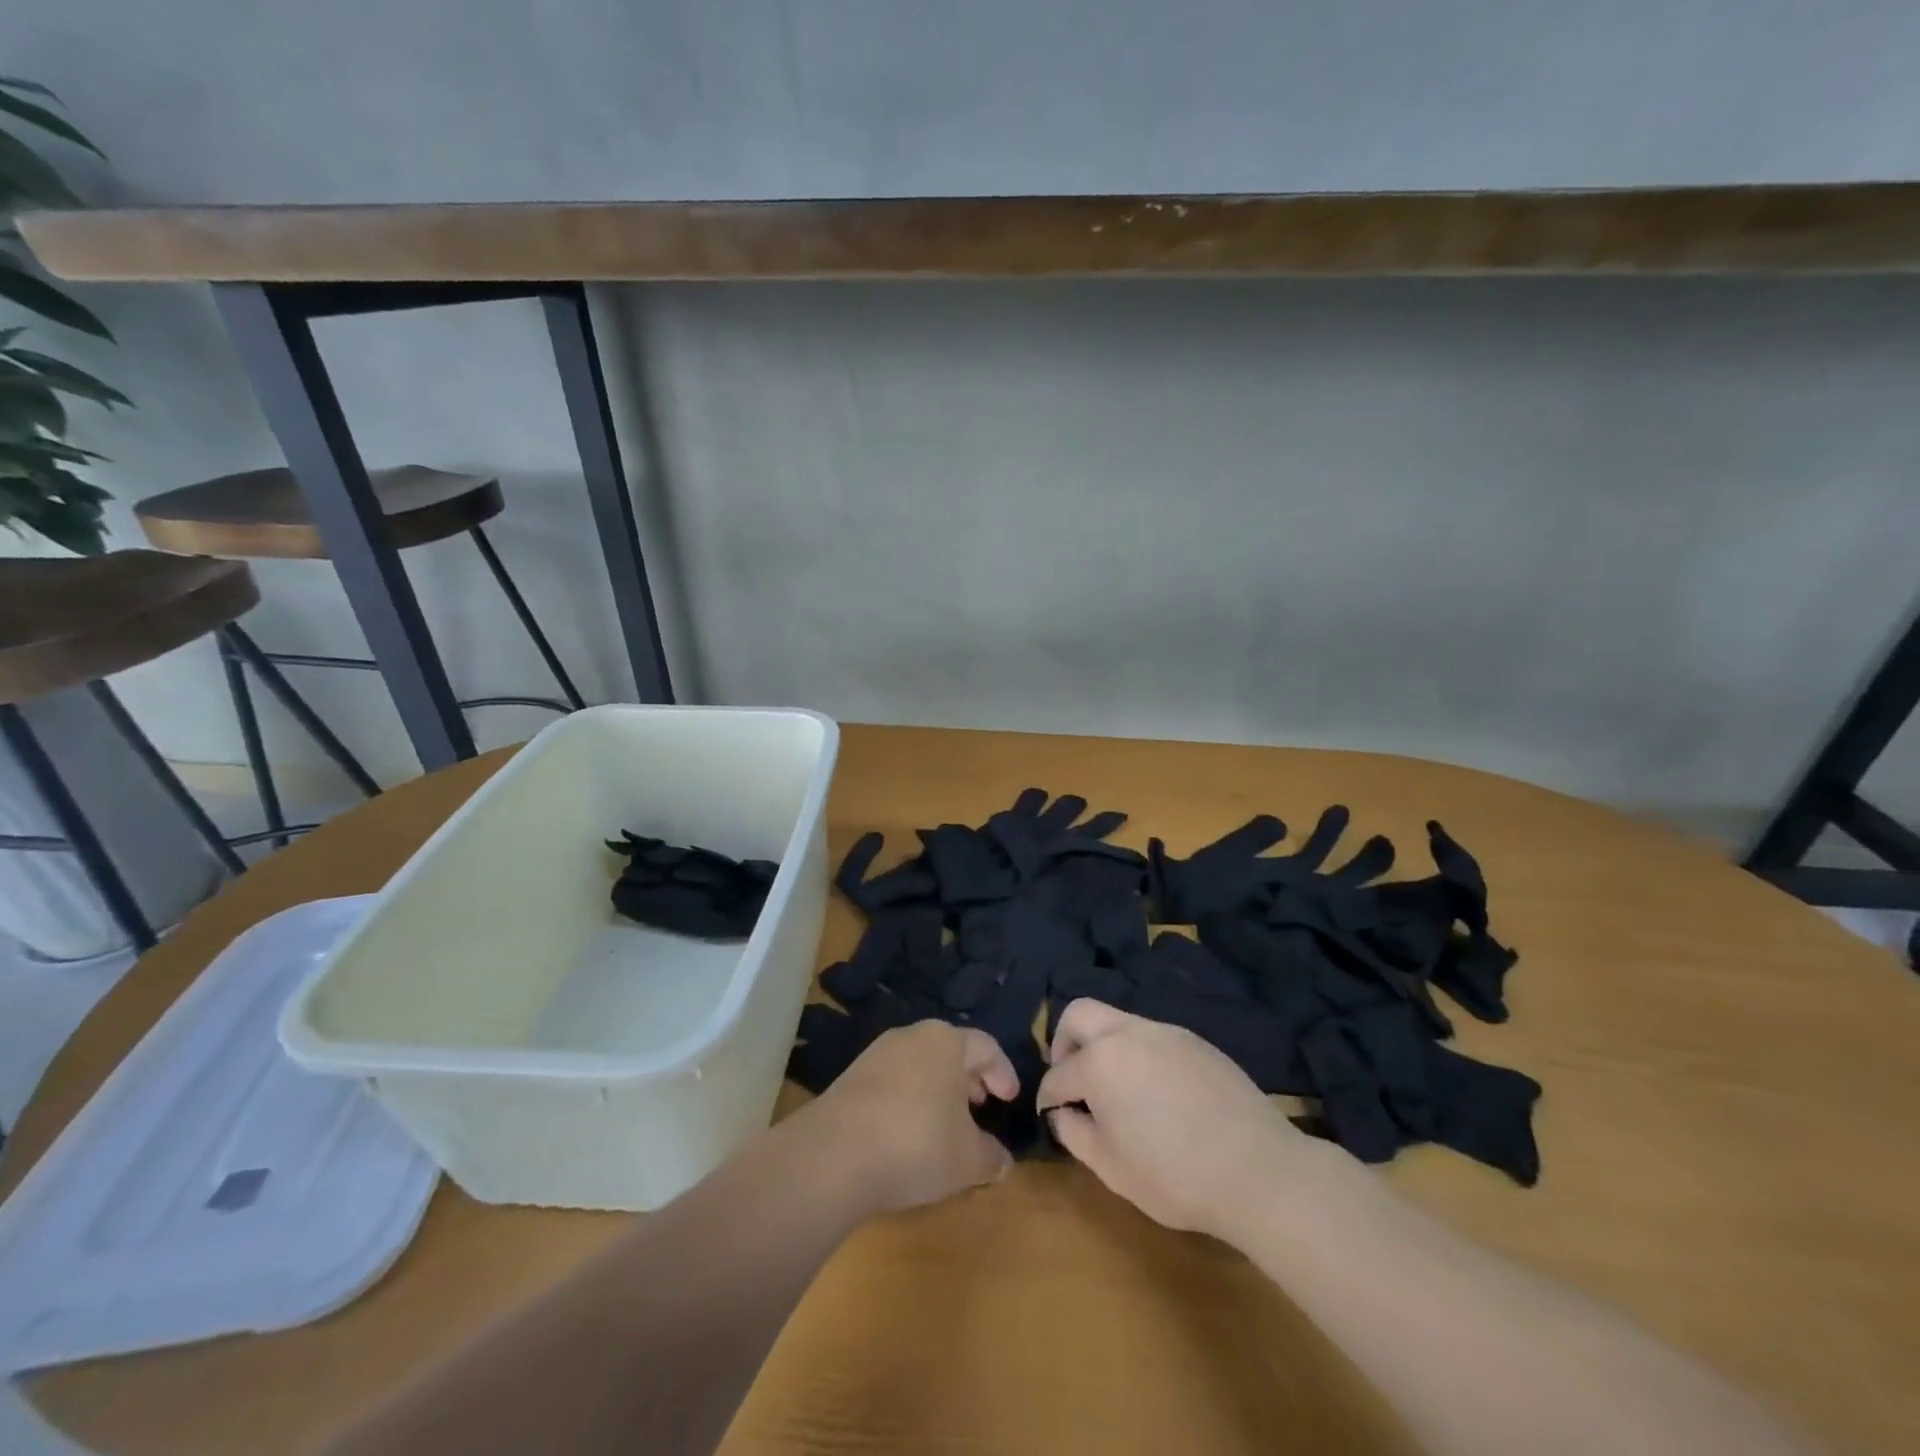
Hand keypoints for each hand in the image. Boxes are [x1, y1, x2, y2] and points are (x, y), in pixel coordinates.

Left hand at [805, 1020, 1018, 1214]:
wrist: (834, 1155)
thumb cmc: (917, 1144)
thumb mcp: (968, 1159)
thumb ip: (991, 1156)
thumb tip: (1003, 1160)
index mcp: (946, 1041)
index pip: (986, 1046)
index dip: (1003, 1072)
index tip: (1009, 1099)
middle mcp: (911, 1036)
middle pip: (950, 1050)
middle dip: (969, 1078)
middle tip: (981, 1106)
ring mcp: (877, 1054)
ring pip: (920, 1064)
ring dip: (938, 1090)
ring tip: (946, 1123)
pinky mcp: (850, 1077)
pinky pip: (894, 1080)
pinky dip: (910, 1099)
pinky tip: (909, 1133)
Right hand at [1037, 999, 1311, 1237]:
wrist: (1260, 1170)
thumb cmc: (1176, 1176)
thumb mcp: (1112, 1168)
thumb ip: (1075, 1134)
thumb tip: (1062, 1113)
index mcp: (1101, 1062)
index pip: (1058, 1074)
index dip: (1047, 1097)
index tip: (1049, 1115)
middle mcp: (1128, 1033)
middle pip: (1079, 1014)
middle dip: (1063, 1042)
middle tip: (1072, 1080)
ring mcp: (1165, 1032)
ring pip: (1117, 1021)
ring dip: (1103, 1046)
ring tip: (1114, 1090)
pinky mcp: (1195, 1041)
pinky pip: (1152, 1036)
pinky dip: (1137, 1054)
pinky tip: (1155, 1092)